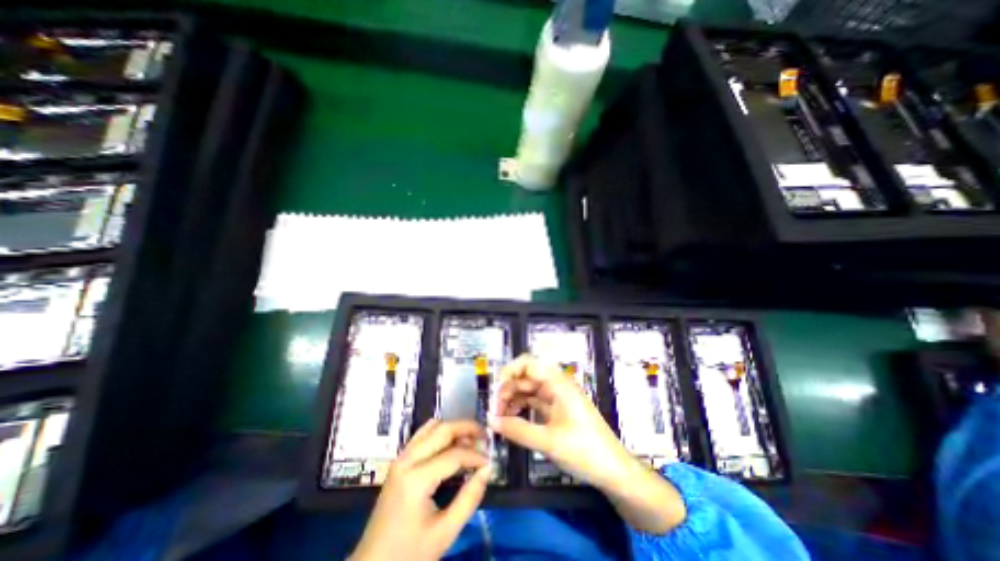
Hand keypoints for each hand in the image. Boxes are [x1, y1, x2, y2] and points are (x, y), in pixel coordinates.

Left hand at [348, 419, 492, 558]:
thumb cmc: (409, 554)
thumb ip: (469, 498)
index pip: (454, 455)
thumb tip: (488, 469)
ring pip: (431, 427)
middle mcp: (407, 460)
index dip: (475, 456)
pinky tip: (451, 444)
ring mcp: (400, 458)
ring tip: (470, 439)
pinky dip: (440, 432)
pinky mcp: (399, 461)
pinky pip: (422, 434)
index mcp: (416, 479)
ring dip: (453, 428)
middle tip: (484, 436)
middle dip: (466, 428)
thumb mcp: (445, 533)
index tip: (489, 462)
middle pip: (442, 430)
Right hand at [487, 355, 688, 534]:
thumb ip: (517, 430)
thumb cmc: (585, 451)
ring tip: (499, 418)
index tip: (495, 390)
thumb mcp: (548, 442)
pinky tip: (511, 420)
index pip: (528, 363)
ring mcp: (557, 397)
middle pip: (525, 377)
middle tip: (494, 411)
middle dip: (507, 389)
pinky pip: (534, 402)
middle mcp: (556, 385)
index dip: (509, 371)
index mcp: (557, 383)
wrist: (614, 471)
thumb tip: (491, 421)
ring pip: (528, 390)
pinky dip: (521, 408)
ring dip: (512, 399)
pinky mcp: (557, 410)